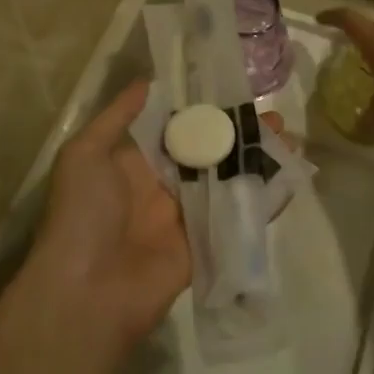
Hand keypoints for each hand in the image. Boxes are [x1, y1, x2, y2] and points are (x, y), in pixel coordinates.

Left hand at [23, 81, 287, 362]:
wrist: (88, 291)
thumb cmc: (83, 214)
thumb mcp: (84, 154)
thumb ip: (117, 117)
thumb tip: (147, 81)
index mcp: (137, 163)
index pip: (178, 129)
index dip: (207, 112)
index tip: (237, 90)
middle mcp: (165, 186)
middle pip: (210, 153)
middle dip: (240, 134)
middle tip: (275, 116)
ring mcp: (188, 216)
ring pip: (230, 181)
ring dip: (258, 161)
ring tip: (290, 139)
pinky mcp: (208, 244)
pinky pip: (239, 217)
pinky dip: (265, 199)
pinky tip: (290, 178)